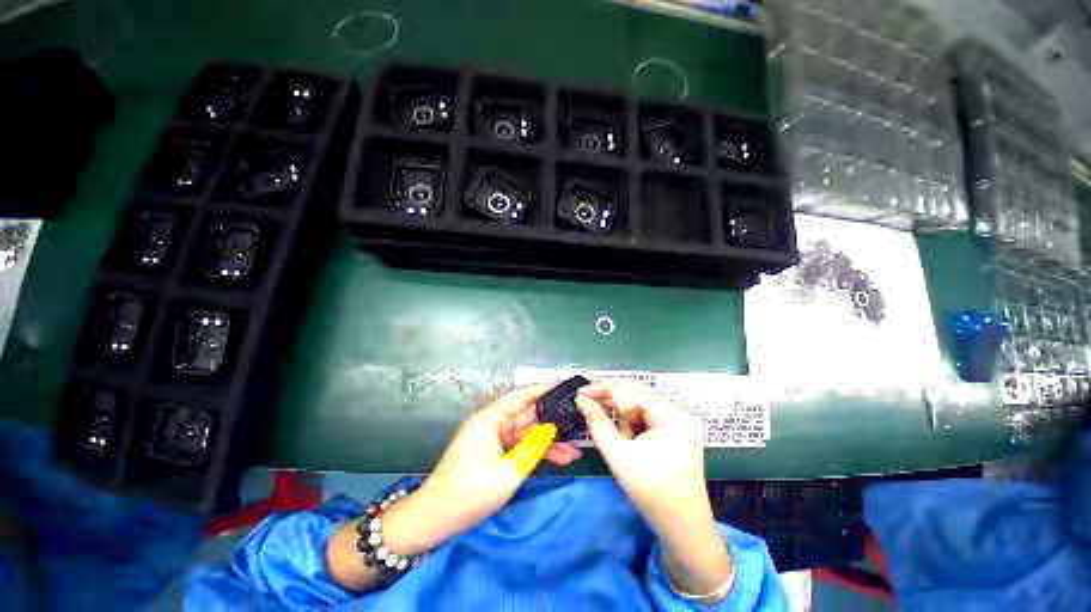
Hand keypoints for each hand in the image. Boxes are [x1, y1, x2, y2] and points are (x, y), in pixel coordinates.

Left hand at [382, 384, 579, 554]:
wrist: (435, 520)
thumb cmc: (468, 494)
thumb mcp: (507, 473)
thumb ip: (533, 448)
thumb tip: (551, 430)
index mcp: (490, 419)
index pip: (521, 396)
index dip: (543, 389)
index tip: (565, 385)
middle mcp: (493, 423)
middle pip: (528, 415)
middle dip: (553, 419)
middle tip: (578, 418)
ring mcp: (495, 438)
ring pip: (528, 433)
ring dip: (550, 440)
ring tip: (576, 448)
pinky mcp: (496, 452)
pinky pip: (522, 446)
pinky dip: (539, 451)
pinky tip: (562, 458)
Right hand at [576, 381, 711, 531]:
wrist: (684, 528)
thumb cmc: (652, 494)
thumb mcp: (619, 456)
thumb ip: (598, 423)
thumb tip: (581, 400)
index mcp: (671, 416)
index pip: (632, 387)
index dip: (604, 389)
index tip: (581, 396)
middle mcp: (679, 412)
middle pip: (637, 394)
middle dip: (613, 404)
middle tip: (591, 412)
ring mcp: (681, 422)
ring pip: (641, 405)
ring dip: (624, 417)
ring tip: (620, 440)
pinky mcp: (678, 431)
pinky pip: (648, 416)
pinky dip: (634, 424)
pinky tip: (630, 441)